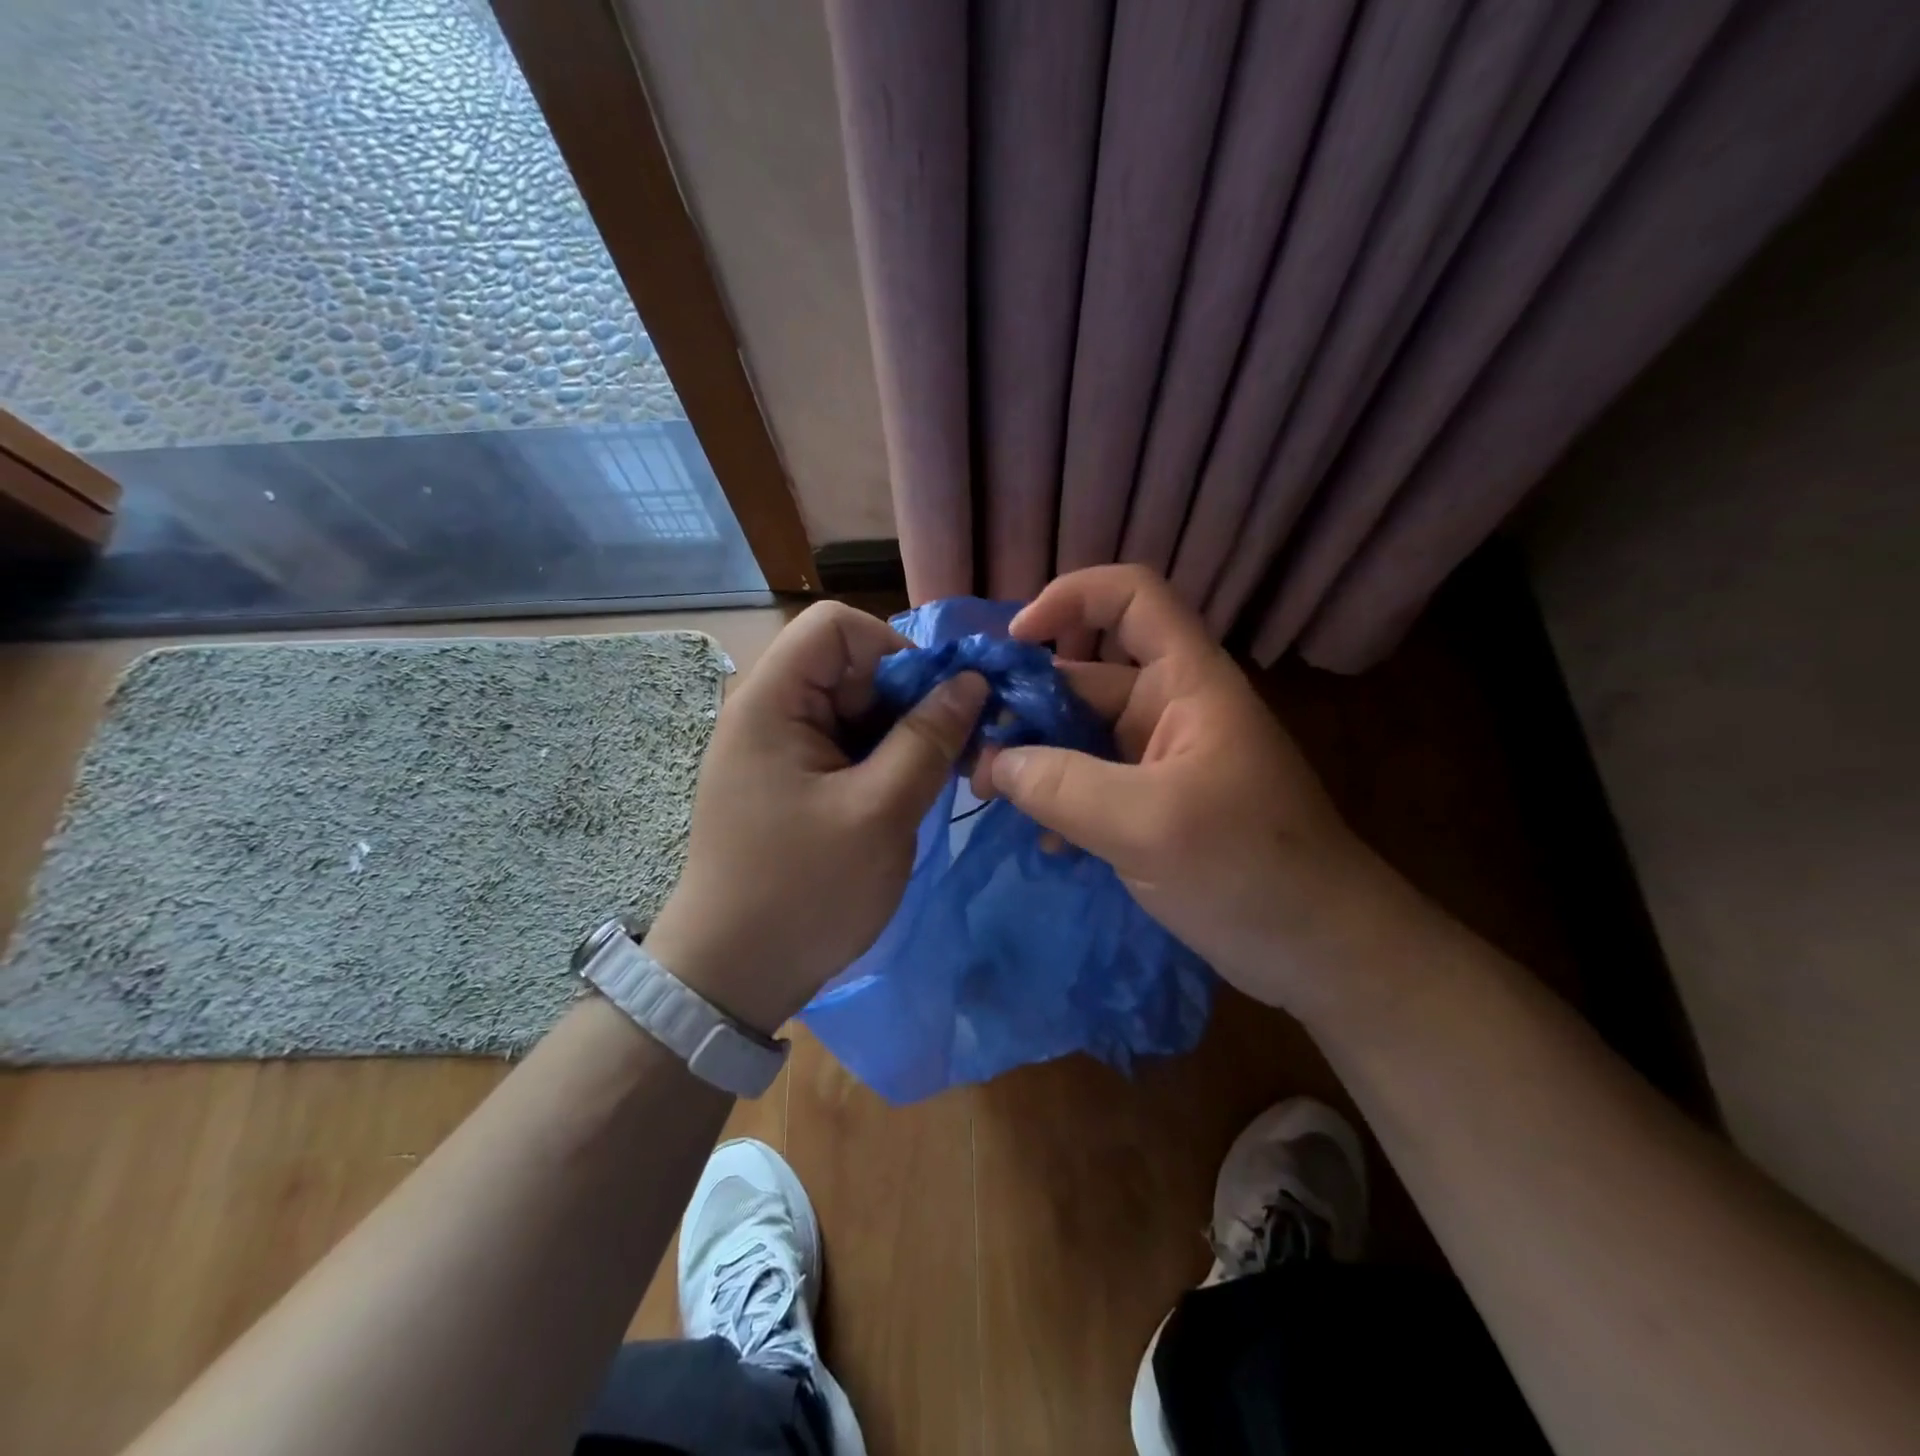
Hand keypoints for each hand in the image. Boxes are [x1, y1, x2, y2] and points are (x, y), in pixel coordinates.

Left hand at [643, 602, 986, 1034]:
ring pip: (855, 709)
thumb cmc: (803, 892)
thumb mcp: (880, 813)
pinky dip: (883, 760)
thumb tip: (971, 682)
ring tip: (936, 778)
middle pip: (849, 666)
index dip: (894, 650)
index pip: (837, 626)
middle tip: (952, 750)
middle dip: (907, 698)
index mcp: (771, 702)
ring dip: (902, 734)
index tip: (934, 705)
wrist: (732, 977)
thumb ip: (928, 739)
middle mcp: (769, 712)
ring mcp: (778, 748)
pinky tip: (908, 795)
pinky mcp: (791, 781)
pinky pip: (846, 746)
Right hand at [972, 565, 1396, 1015]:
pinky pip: (1091, 782)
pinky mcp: (1152, 803)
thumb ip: (1061, 785)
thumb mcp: (1147, 823)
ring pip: (1080, 734)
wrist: (1317, 949)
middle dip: (1027, 705)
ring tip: (993, 798)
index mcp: (1186, 682)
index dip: (1070, 598)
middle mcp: (1169, 707)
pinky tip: (1046, 842)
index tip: (1014, 643)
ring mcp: (1159, 758)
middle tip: (975, 755)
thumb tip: (993, 762)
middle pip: (1085, 675)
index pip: (1131, 596)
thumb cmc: (1247, 869)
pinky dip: (1060, 800)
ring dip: (1036, 759)